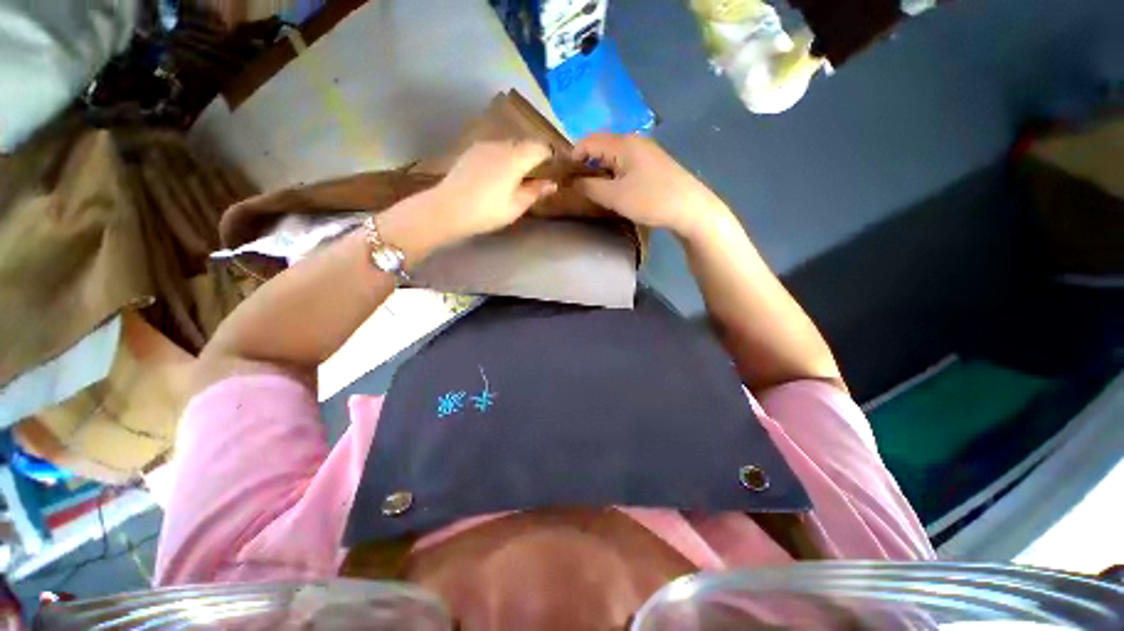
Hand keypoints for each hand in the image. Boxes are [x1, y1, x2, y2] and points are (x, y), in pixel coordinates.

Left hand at [430, 139, 556, 241]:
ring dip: (517, 156)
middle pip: (524, 143)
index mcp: (516, 158)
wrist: (447, 209)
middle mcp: (501, 145)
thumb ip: (535, 192)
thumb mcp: (516, 206)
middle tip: (537, 175)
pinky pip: (494, 149)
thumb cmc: (487, 211)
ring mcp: (483, 146)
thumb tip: (552, 183)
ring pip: (508, 145)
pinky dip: (502, 157)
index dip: (550, 156)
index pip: (540, 147)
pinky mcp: (471, 152)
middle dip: (534, 156)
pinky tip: (497, 175)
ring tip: (517, 176)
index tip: (554, 168)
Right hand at [572, 134, 730, 239]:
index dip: (572, 155)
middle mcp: (634, 140)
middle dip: (585, 161)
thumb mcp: (614, 196)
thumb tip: (571, 181)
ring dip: (599, 168)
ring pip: (614, 155)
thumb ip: (589, 187)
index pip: (588, 140)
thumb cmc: (650, 200)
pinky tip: (614, 188)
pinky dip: (613, 172)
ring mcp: (646, 151)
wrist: (690, 209)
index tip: (563, 174)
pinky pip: (626, 163)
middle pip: (601, 145)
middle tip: (575, 182)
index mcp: (623, 143)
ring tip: (591, 187)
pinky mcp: (654, 164)